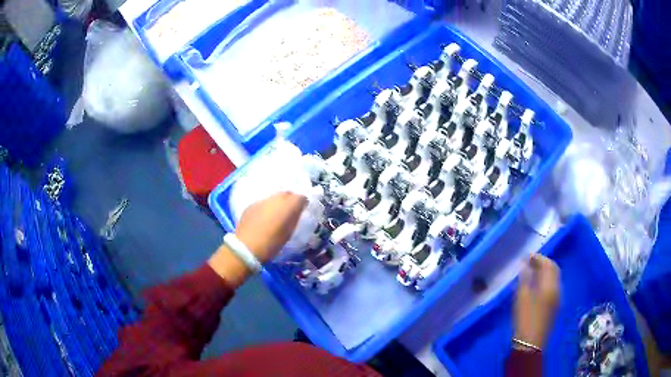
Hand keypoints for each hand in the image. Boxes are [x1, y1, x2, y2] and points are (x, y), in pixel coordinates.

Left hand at [235, 192, 306, 262]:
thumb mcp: (289, 232)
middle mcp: (276, 198)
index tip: (302, 210)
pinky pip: (262, 203)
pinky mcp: (251, 205)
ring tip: (275, 215)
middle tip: (289, 211)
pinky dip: (265, 208)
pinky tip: (263, 218)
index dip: (302, 203)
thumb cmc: (272, 243)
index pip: (301, 197)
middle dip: (290, 200)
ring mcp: (262, 200)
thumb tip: (298, 210)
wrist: (247, 246)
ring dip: (277, 203)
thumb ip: (294, 218)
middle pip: (286, 193)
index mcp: (289, 205)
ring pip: (273, 197)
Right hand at [514, 254, 559, 349]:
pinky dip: (546, 281)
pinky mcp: (555, 306)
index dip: (539, 258)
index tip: (527, 256)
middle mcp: (557, 289)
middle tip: (530, 262)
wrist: (530, 343)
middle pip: (554, 270)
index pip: (549, 264)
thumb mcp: (521, 297)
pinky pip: (553, 286)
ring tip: (532, 272)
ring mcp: (558, 298)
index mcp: (550, 285)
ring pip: (554, 278)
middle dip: (543, 263)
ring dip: (545, 272)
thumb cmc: (525, 319)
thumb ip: (524, 279)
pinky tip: (537, 286)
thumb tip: (525, 264)